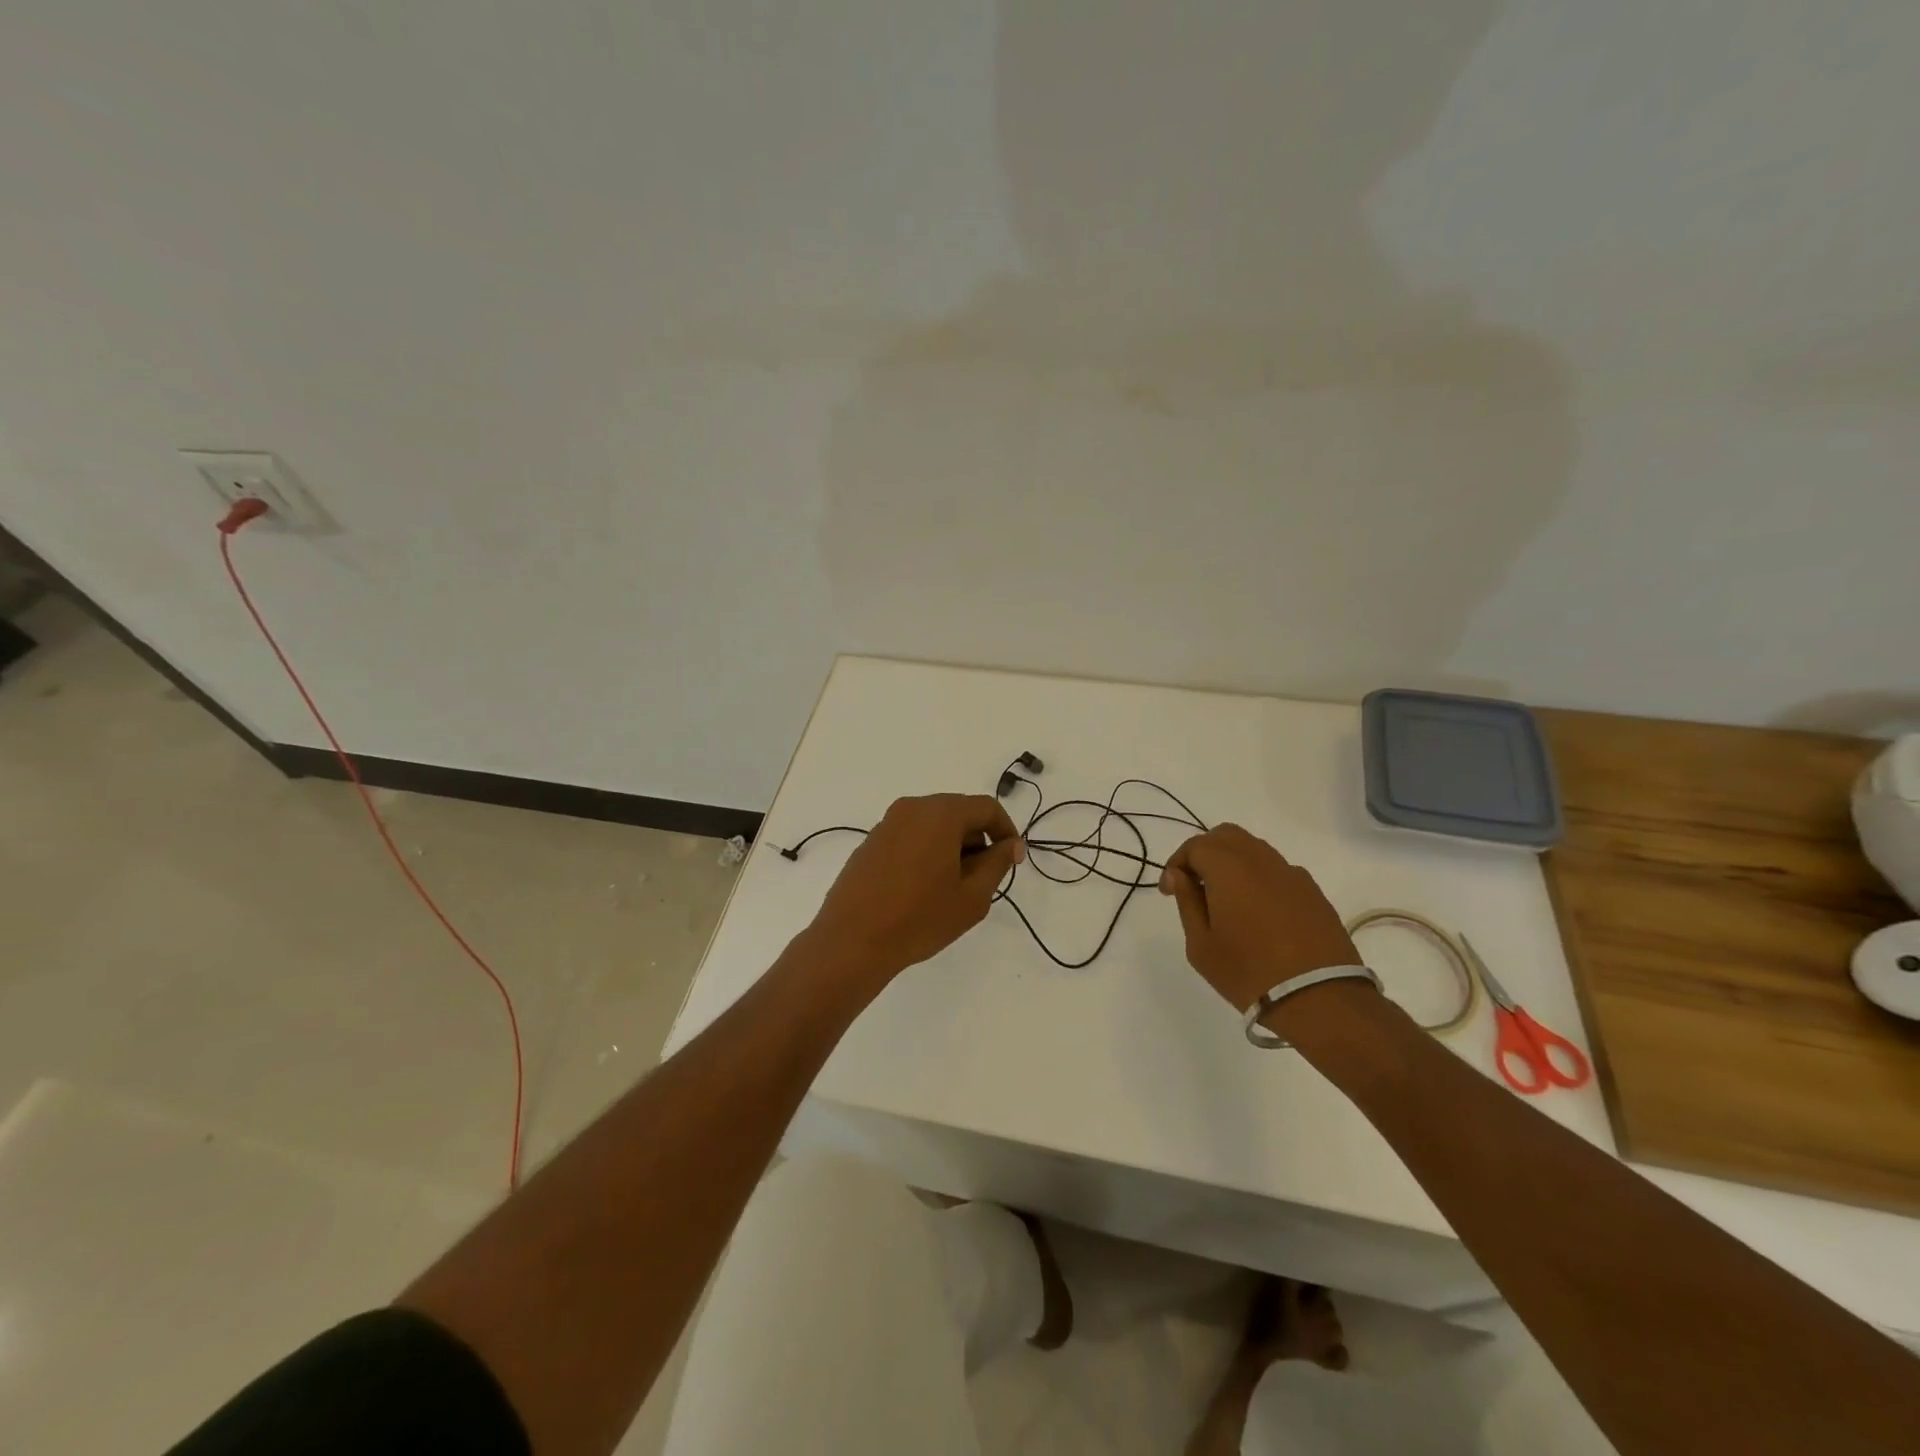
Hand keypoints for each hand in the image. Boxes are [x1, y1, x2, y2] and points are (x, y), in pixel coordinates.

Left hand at [805, 794, 1025, 988]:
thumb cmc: (919, 918)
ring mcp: (887, 823)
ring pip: (933, 824)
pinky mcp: (870, 842)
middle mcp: (912, 808)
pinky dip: (927, 851)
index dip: (1006, 831)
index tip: (1012, 860)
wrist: (852, 940)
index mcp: (940, 813)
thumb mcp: (972, 897)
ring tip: (953, 887)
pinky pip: (910, 836)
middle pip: (958, 811)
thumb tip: (1011, 844)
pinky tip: (923, 888)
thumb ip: (997, 863)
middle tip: (984, 878)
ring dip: (951, 846)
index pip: (986, 807)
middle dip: (977, 839)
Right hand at [1158, 824, 1360, 1015]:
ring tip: (1226, 897)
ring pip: (1255, 849)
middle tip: (1195, 884)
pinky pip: (1278, 871)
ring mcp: (1292, 874)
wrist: (1320, 999)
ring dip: (1233, 862)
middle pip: (1226, 836)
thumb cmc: (1248, 972)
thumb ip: (1187, 902)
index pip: (1195, 846)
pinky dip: (1259, 878)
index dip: (1176, 864)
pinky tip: (1258, 910)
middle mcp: (1261, 860)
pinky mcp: (1314, 892)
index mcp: (1228, 867)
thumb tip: (1179, 875)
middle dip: (1204, 852)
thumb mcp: (1201, 944)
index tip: (1169, 891)